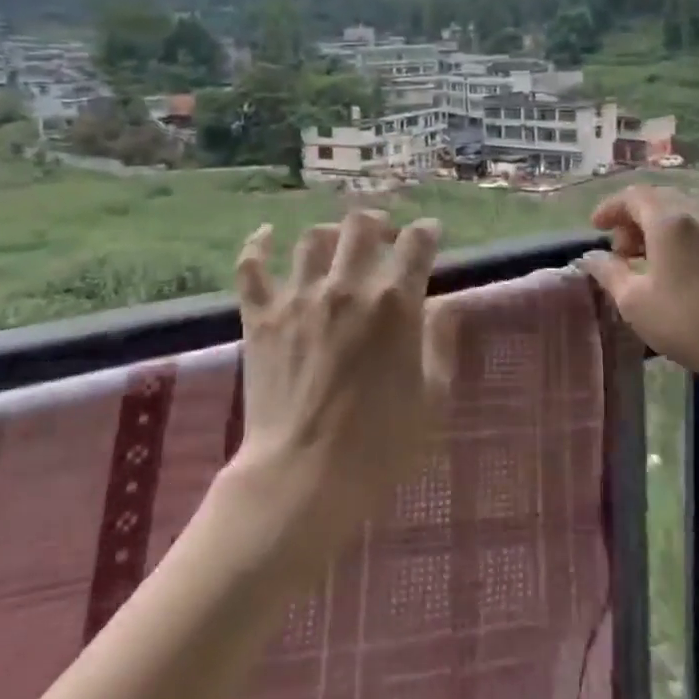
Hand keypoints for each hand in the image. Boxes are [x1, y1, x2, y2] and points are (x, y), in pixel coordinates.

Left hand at [225, 209, 458, 579]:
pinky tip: (267, 234)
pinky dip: (259, 245)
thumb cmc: (381, 443)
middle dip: (378, 223)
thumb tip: (446, 304)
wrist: (304, 475)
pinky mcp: (261, 316)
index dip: (426, 232)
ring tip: (336, 242)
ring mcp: (299, 297)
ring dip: (330, 234)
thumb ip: (440, 342)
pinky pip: (252, 267)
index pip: (416, 244)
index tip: (430, 234)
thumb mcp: (432, 395)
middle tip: (384, 235)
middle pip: (361, 225)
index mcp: (394, 303)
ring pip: (312, 239)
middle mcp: (347, 287)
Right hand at [580, 185, 698, 416]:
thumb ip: (609, 272)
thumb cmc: (688, 322)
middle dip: (634, 217)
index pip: (633, 195)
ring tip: (647, 259)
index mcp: (669, 220)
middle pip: (660, 198)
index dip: (611, 207)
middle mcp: (698, 214)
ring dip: (658, 226)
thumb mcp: (634, 302)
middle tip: (620, 248)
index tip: (597, 227)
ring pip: (684, 212)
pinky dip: (681, 236)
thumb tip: (591, 257)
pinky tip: (677, 268)